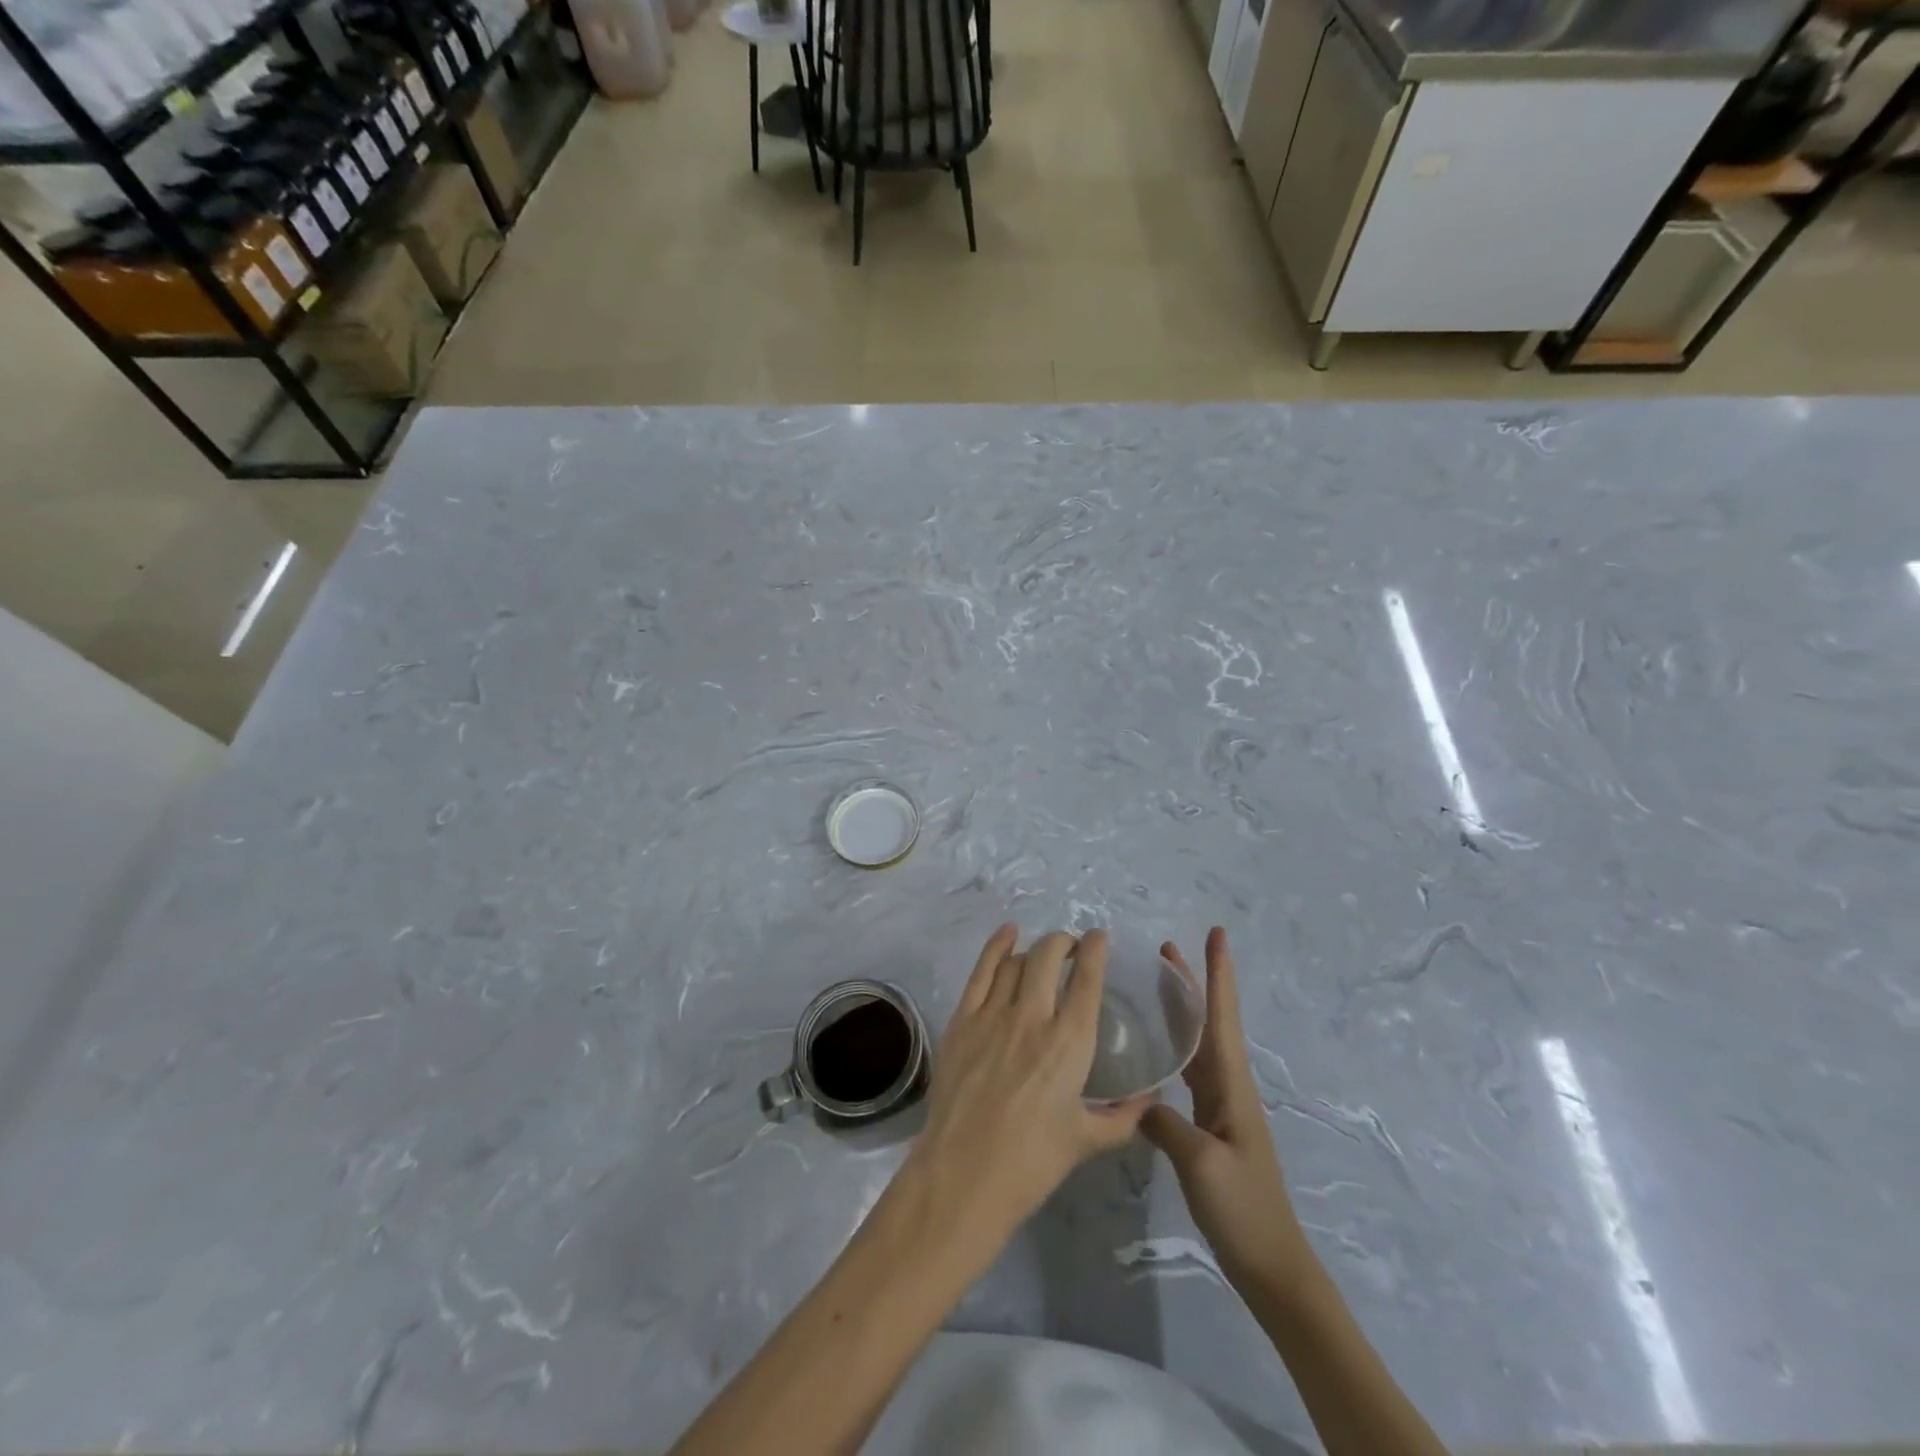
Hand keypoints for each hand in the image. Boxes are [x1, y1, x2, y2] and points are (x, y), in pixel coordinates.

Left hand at [903, 926, 1150, 1255]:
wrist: (963, 1176)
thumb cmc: (1031, 1163)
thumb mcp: (1086, 1141)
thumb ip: (1123, 1117)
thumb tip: (1151, 1100)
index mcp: (1070, 1043)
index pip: (1087, 979)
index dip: (1096, 950)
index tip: (1100, 938)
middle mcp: (1033, 1017)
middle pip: (1049, 956)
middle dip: (1064, 942)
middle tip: (1071, 949)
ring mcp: (993, 1014)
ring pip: (1017, 960)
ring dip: (1034, 949)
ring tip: (1043, 954)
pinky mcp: (962, 1019)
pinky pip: (982, 970)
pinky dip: (996, 946)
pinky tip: (1006, 934)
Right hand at [1142, 928, 1317, 1298]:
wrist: (1271, 1264)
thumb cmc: (1243, 1208)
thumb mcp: (1200, 1162)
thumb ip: (1164, 1122)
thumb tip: (1136, 1095)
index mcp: (1231, 1084)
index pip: (1223, 1016)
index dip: (1219, 974)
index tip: (1217, 934)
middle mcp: (1228, 1085)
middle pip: (1209, 1020)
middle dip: (1193, 982)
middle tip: (1166, 948)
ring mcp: (1220, 1105)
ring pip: (1198, 1043)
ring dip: (1181, 1010)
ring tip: (1155, 984)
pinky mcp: (1208, 1125)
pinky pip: (1189, 1071)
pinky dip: (1173, 1047)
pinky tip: (1153, 1048)